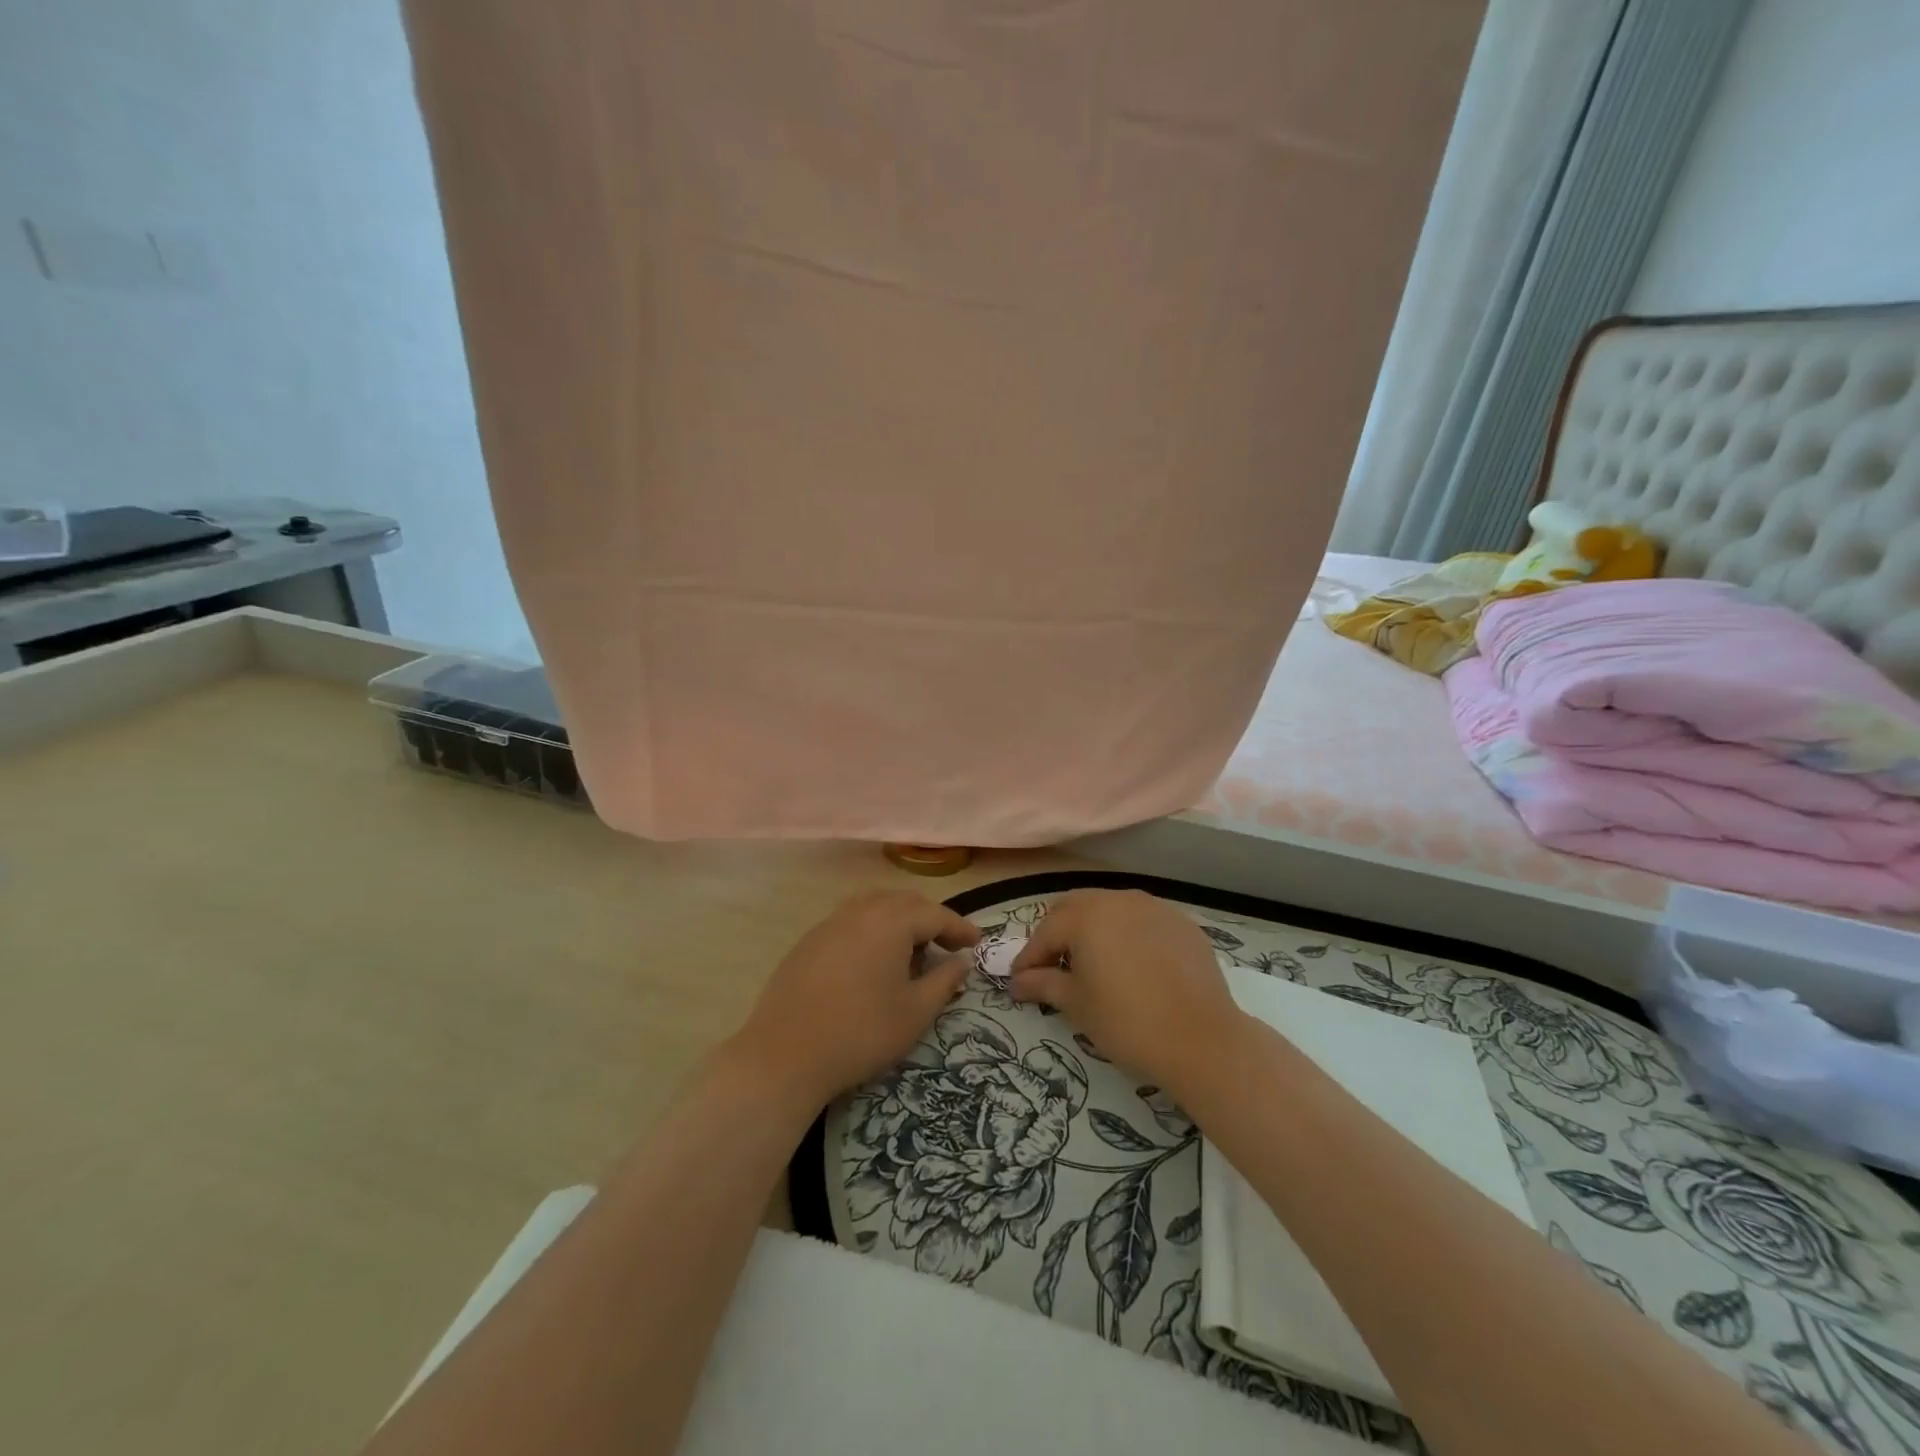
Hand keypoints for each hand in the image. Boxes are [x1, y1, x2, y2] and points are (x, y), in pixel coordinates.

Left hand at [730, 890, 981, 1107]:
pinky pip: (851, 921)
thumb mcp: (915, 1012)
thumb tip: (961, 960)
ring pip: (875, 907)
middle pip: (905, 902)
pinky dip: (873, 931)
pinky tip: (874, 962)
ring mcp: (830, 923)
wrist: (784, 1056)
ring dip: (900, 922)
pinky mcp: (809, 940)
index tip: (978, 944)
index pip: (936, 914)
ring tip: (913, 952)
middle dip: (931, 920)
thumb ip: (945, 980)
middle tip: (949, 947)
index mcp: (890, 921)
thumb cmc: (861, 1033)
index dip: (960, 928)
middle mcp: (860, 910)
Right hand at [1009, 889, 1243, 1096]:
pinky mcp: (1182, 924)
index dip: (1029, 957)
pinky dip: (1128, 935)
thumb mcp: (1077, 1004)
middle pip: (1075, 907)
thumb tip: (1017, 982)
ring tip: (1092, 963)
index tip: (1019, 981)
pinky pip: (1143, 921)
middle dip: (1058, 933)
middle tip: (1051, 966)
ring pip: (1111, 908)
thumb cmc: (1127, 1022)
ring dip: (1094, 929)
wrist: (1202, 1039)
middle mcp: (1118, 900)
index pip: (1046, 932)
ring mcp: (1154, 908)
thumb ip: (1043, 984)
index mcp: (1086, 916)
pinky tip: (1132, 965)